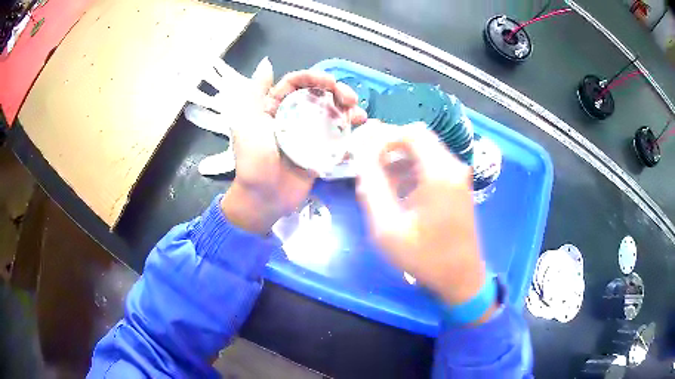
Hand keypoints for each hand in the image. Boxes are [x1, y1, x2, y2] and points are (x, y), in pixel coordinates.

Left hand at [199, 57, 366, 233]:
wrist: (263, 198)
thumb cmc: (253, 160)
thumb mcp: (246, 122)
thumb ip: (256, 92)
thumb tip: (266, 63)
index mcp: (273, 106)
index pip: (296, 83)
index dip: (314, 78)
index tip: (330, 82)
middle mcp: (292, 116)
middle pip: (318, 95)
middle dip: (336, 92)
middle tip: (350, 98)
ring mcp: (308, 133)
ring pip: (330, 113)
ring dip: (347, 109)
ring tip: (359, 113)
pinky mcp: (320, 150)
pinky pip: (336, 135)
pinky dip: (349, 130)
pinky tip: (359, 128)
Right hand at [354, 123, 488, 308]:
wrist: (460, 278)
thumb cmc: (424, 256)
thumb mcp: (388, 227)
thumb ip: (371, 187)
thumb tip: (360, 155)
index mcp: (439, 172)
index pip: (410, 132)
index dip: (384, 137)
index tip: (364, 155)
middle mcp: (453, 166)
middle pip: (418, 138)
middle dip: (389, 147)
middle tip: (368, 167)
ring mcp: (459, 175)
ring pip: (425, 150)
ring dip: (399, 159)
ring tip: (379, 181)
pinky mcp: (458, 185)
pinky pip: (432, 164)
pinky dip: (412, 169)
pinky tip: (398, 190)